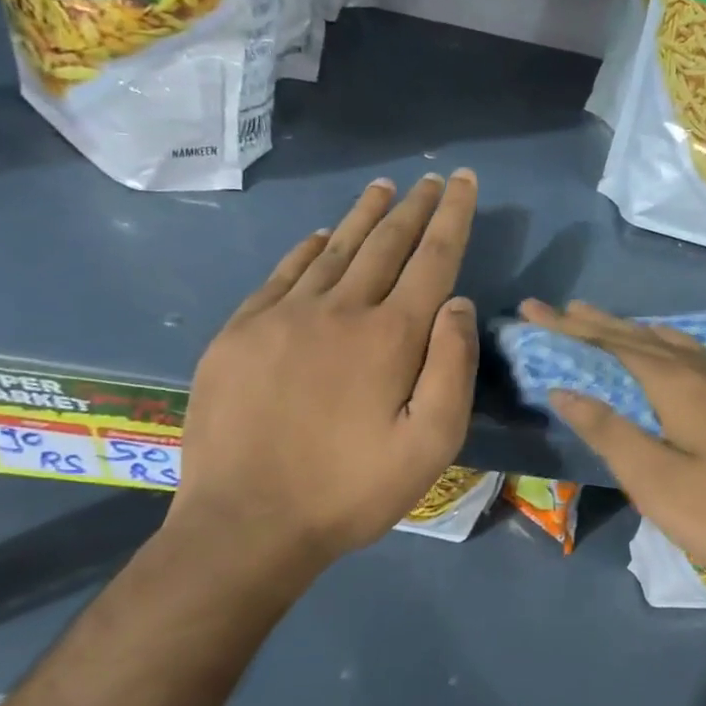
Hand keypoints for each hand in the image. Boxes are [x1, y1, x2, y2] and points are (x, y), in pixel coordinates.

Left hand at [169, 173, 479, 574]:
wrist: (246, 525)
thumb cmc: (352, 490)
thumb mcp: (432, 444)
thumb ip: (453, 368)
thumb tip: (458, 303)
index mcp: (390, 336)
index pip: (433, 258)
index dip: (454, 216)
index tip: (466, 182)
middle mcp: (339, 310)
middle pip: (385, 244)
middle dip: (415, 208)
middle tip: (434, 180)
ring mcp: (282, 317)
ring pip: (334, 249)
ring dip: (364, 216)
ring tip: (385, 189)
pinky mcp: (240, 333)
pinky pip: (282, 274)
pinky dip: (308, 249)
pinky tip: (320, 236)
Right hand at [519, 300, 705, 609]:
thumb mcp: (660, 483)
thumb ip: (611, 432)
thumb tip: (565, 389)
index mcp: (681, 384)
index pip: (613, 344)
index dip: (569, 328)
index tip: (532, 309)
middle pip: (645, 338)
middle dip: (600, 324)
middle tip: (564, 309)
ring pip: (679, 346)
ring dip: (639, 334)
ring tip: (611, 326)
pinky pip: (704, 361)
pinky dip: (673, 351)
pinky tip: (677, 359)